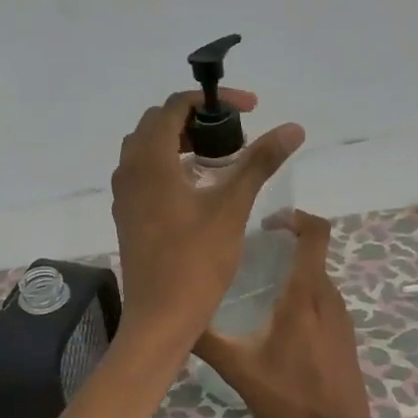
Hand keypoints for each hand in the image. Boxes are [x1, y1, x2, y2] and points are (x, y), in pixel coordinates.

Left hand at [110, 88, 304, 348]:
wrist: (160, 317)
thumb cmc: (196, 261)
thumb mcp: (232, 207)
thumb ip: (259, 162)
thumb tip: (293, 128)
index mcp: (150, 160)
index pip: (175, 105)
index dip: (213, 99)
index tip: (250, 109)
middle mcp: (129, 169)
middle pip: (158, 123)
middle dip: (196, 119)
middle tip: (232, 135)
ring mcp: (124, 194)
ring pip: (148, 148)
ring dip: (181, 141)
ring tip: (219, 158)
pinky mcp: (127, 214)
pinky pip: (144, 173)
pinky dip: (169, 165)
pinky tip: (198, 188)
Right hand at [192, 209, 381, 417]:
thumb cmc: (290, 397)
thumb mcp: (239, 368)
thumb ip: (206, 340)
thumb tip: (174, 317)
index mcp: (305, 294)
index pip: (315, 233)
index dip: (296, 217)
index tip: (268, 222)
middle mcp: (328, 297)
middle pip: (314, 252)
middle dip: (286, 243)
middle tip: (252, 252)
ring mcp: (341, 316)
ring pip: (318, 276)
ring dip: (294, 269)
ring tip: (260, 283)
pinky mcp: (344, 335)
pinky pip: (323, 298)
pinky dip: (304, 292)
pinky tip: (278, 319)